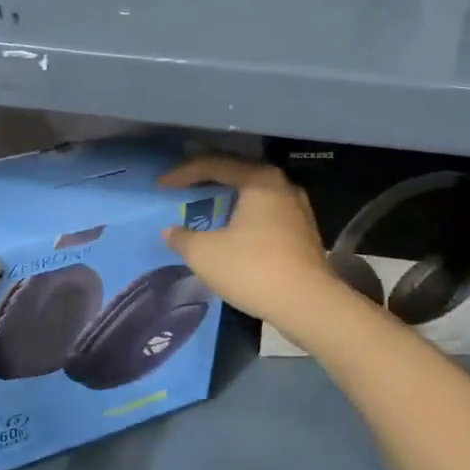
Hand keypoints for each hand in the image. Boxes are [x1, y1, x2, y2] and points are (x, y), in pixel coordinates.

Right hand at [159, 155, 345, 329]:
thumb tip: (169, 232)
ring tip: (206, 209)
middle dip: (208, 181)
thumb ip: (182, 238)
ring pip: (255, 195)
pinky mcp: (304, 234)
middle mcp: (282, 186)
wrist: (308, 305)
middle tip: (184, 188)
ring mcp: (298, 210)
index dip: (183, 173)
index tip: (161, 185)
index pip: (215, 165)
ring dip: (228, 200)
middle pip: (238, 174)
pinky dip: (244, 218)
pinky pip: (266, 215)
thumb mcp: (205, 254)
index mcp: (259, 180)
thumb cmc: (253, 269)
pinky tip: (232, 233)